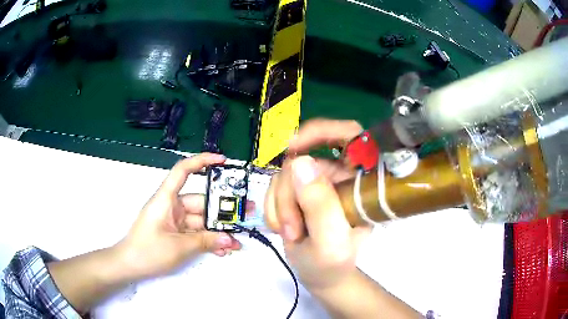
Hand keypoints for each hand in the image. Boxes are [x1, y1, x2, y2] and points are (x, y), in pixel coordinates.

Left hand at [116, 153, 241, 278]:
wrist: (130, 266)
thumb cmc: (147, 251)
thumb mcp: (178, 247)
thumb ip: (205, 241)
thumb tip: (229, 239)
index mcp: (167, 199)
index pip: (183, 171)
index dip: (202, 161)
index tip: (222, 161)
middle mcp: (172, 206)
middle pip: (200, 201)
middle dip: (221, 211)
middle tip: (244, 215)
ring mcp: (175, 220)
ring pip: (201, 220)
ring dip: (217, 231)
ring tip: (236, 241)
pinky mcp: (176, 233)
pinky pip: (196, 233)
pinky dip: (208, 240)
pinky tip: (222, 250)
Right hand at [265, 119, 371, 289]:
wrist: (320, 275)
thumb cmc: (333, 264)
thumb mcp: (331, 243)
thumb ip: (320, 206)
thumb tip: (300, 162)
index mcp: (360, 180)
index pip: (350, 135)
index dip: (323, 131)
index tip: (293, 147)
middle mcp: (340, 174)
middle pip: (305, 157)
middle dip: (290, 193)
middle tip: (291, 226)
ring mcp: (317, 181)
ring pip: (285, 173)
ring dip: (280, 205)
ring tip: (290, 233)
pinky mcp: (298, 190)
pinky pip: (275, 186)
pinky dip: (273, 208)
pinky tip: (283, 228)